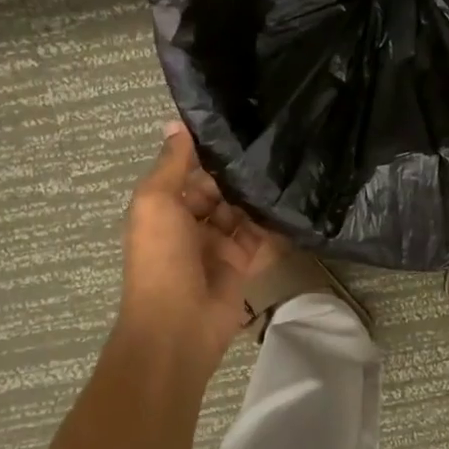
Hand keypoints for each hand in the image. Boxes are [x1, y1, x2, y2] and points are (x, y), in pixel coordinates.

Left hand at [118, 123, 281, 369]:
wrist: (178, 324)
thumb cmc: (161, 257)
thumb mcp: (155, 202)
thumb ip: (171, 164)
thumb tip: (176, 123)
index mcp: (163, 208)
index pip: (189, 172)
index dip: (209, 152)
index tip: (239, 123)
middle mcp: (189, 224)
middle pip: (217, 190)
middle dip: (238, 173)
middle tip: (274, 142)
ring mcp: (216, 245)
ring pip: (240, 212)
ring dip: (256, 196)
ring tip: (289, 165)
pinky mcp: (241, 264)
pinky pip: (259, 238)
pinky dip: (272, 225)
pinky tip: (293, 202)